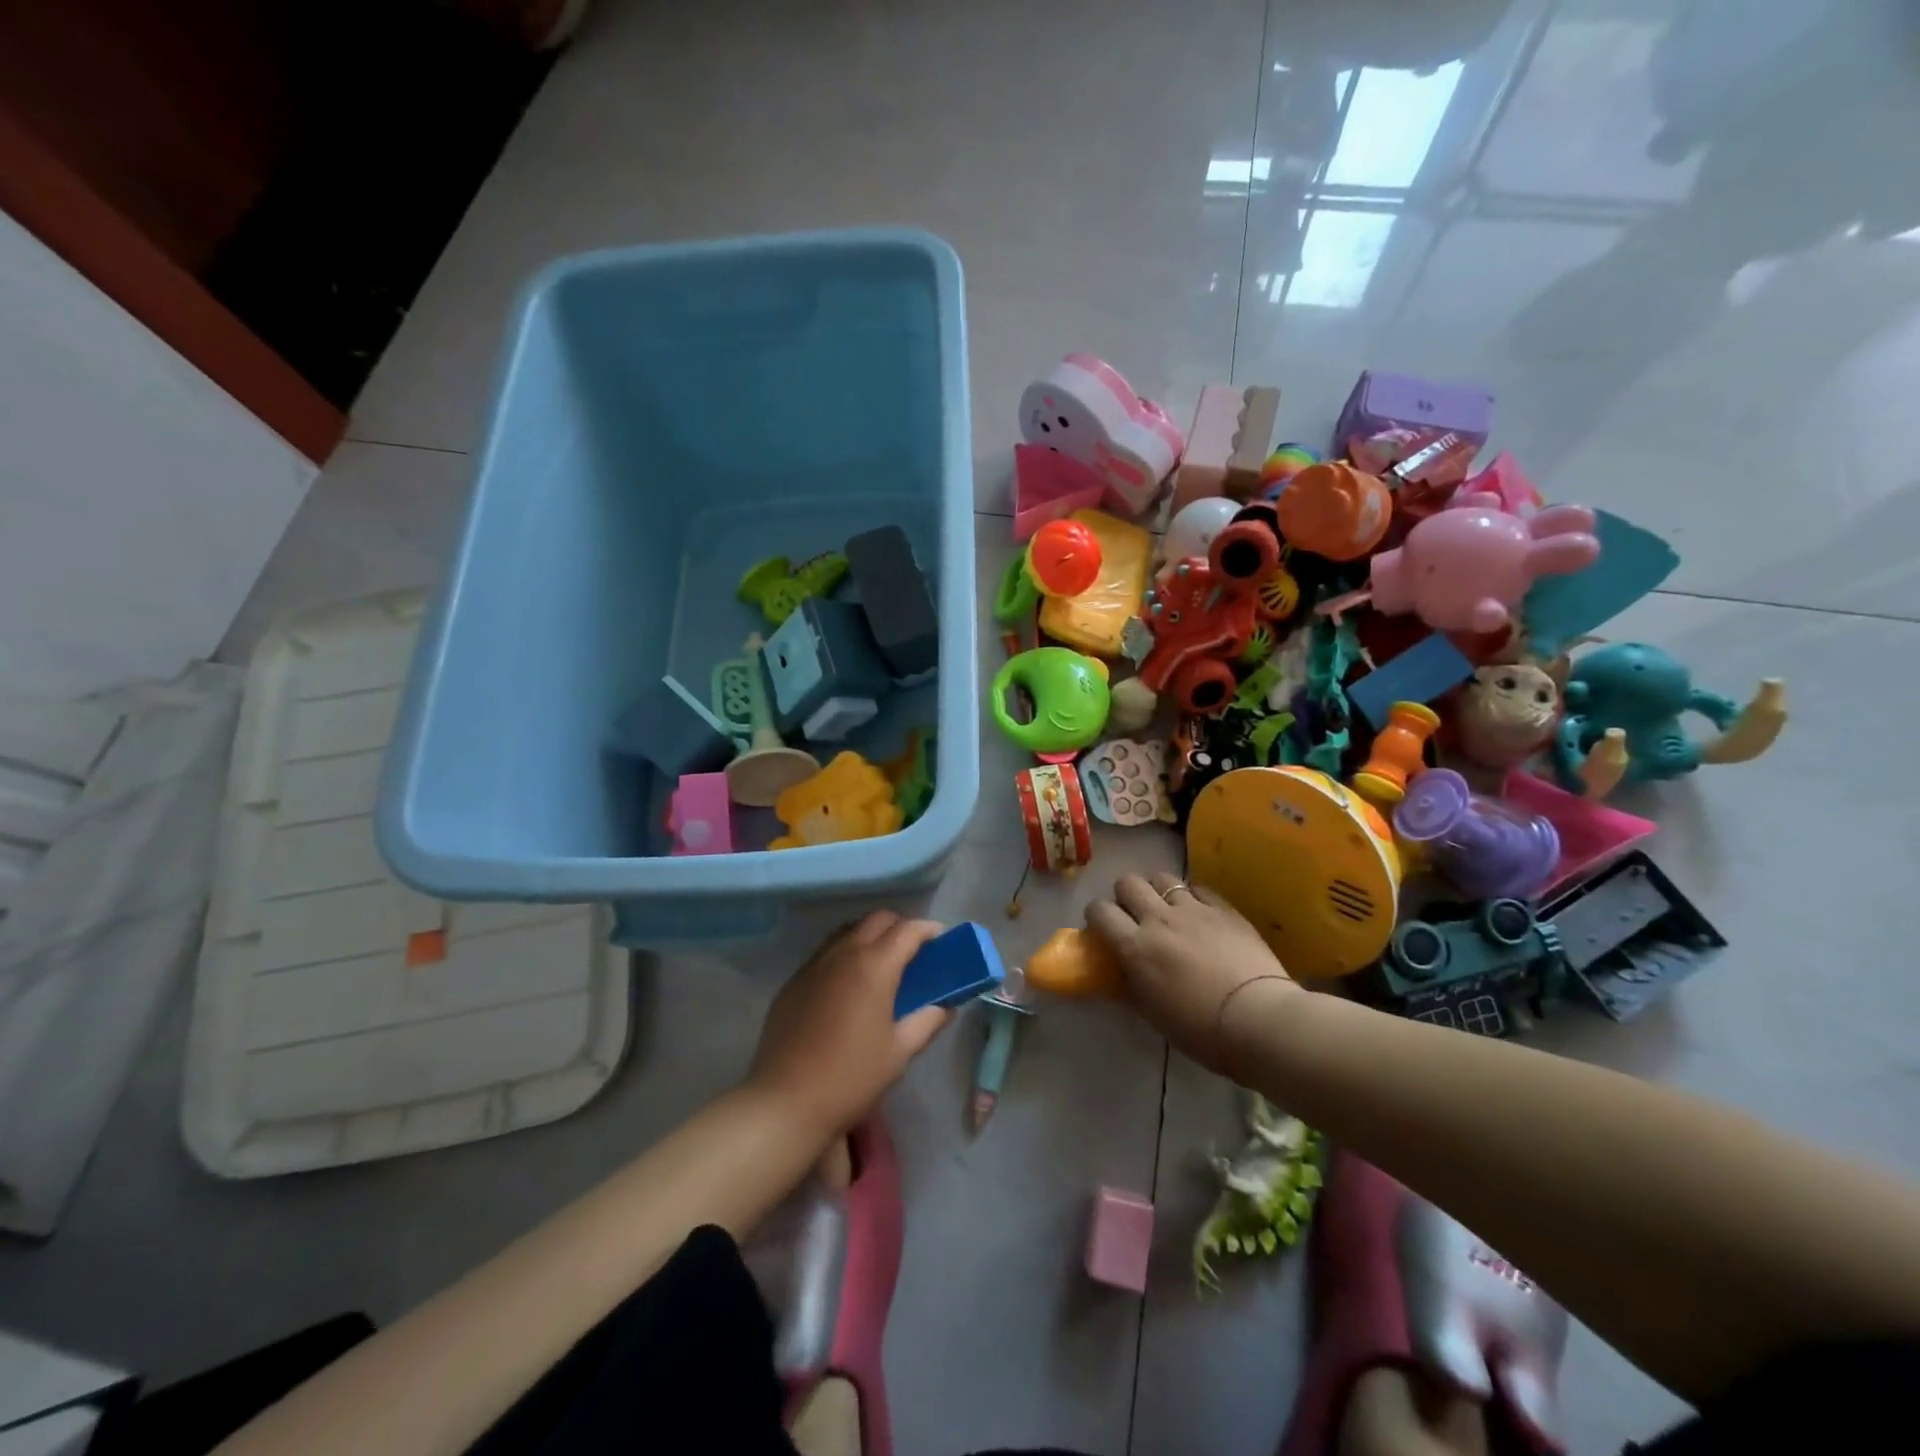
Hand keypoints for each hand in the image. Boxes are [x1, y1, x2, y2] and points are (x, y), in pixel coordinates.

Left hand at [749, 912, 951, 1139]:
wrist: (786, 1101)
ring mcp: (814, 965)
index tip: (940, 939)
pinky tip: (848, 985)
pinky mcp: (794, 981)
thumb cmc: (851, 1077)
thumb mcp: (899, 1052)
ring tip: (881, 964)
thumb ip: (927, 1021)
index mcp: (874, 966)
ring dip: (870, 936)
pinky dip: (845, 954)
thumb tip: (945, 1005)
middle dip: (899, 927)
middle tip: (913, 952)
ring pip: (848, 932)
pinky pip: (825, 952)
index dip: (928, 930)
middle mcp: (843, 954)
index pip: (907, 930)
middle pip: (876, 920)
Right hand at [1086, 871, 1300, 1074]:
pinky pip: (1199, 888)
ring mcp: (1193, 909)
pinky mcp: (1224, 909)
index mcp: (1135, 947)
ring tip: (1168, 909)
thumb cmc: (1201, 1029)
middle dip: (1125, 895)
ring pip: (1162, 877)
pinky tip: (1200, 914)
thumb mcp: (1154, 1014)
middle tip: (1135, 915)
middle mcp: (1158, 919)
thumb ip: (1132, 986)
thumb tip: (1121, 975)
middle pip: (1128, 882)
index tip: (1103, 927)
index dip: (1096, 915)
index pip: (1100, 911)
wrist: (1259, 1019)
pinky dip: (1193, 897)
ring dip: (1158, 890)